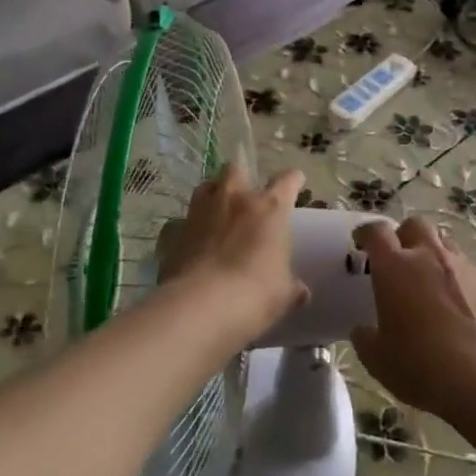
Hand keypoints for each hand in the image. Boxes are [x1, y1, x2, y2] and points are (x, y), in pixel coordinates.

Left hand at [156, 164, 307, 343]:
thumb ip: (291, 287)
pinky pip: (180, 222)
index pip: (287, 181)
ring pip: (205, 187)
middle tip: (245, 198)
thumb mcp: (283, 294)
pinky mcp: (174, 231)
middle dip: (241, 179)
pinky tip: (190, 245)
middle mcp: (235, 199)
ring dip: (212, 196)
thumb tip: (300, 292)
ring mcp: (201, 212)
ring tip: (216, 214)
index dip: (292, 180)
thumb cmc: (255, 293)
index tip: (295, 181)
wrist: (201, 306)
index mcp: (270, 208)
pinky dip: (186, 229)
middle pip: (236, 169)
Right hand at [350, 217, 475, 422]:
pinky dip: (462, 284)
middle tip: (400, 258)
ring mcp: (465, 268)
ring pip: (447, 246)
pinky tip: (462, 311)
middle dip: (405, 235)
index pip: (377, 232)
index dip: (367, 233)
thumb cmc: (420, 365)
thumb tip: (363, 331)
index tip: (362, 242)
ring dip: (435, 256)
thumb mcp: (378, 359)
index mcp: (395, 267)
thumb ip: (366, 338)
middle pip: (416, 225)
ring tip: (432, 283)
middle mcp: (430, 256)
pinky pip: (472, 275)